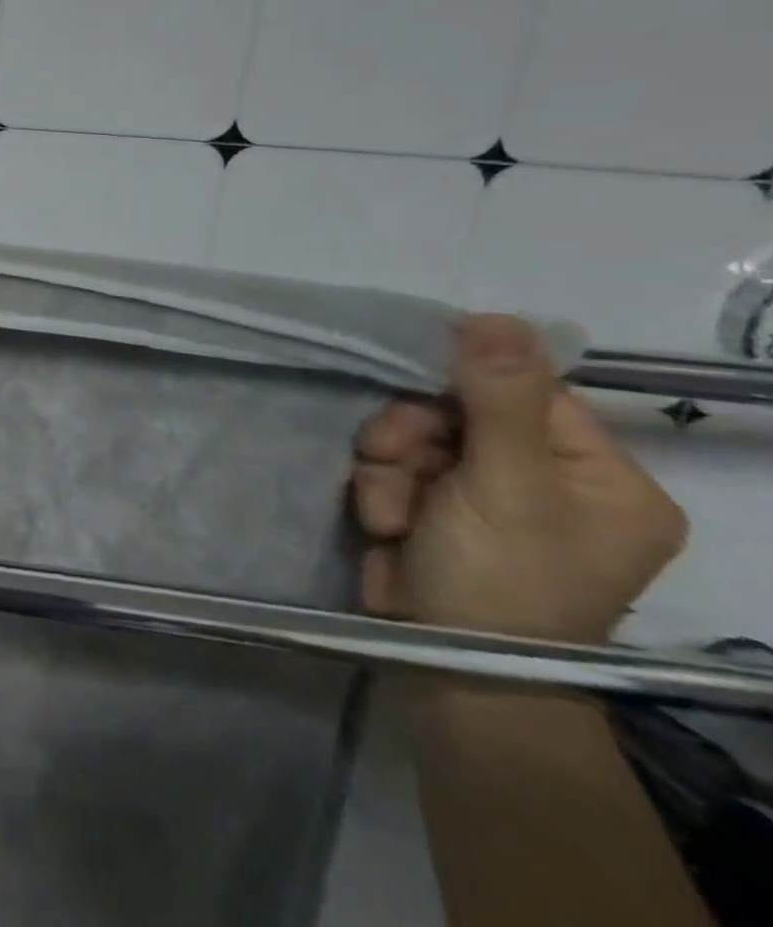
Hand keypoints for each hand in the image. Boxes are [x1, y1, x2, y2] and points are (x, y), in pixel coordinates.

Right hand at [352, 314, 686, 642]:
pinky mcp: (435, 508)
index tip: (419, 395)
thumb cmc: (498, 579)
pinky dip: (381, 489)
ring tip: (390, 509)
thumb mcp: (504, 486)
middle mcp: (550, 481)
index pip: (528, 391)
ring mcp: (488, 496)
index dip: (466, 384)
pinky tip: (386, 522)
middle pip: (460, 410)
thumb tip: (496, 315)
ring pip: (415, 435)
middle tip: (398, 461)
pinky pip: (395, 466)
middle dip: (413, 432)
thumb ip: (499, 399)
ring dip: (388, 464)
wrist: (444, 666)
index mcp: (601, 476)